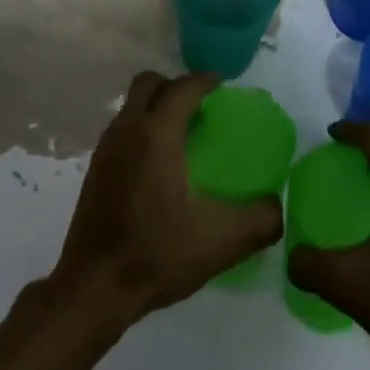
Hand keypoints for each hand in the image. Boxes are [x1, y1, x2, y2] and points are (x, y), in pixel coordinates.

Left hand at [49, 71, 282, 328]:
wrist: (93, 288)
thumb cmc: (156, 255)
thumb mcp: (221, 242)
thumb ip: (260, 220)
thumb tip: (275, 205)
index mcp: (157, 135)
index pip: (182, 88)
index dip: (204, 81)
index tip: (223, 87)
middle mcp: (127, 130)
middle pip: (149, 84)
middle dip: (176, 86)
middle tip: (201, 108)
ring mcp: (106, 149)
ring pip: (132, 106)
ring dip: (157, 107)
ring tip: (183, 136)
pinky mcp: (95, 169)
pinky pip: (123, 129)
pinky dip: (142, 129)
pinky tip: (160, 166)